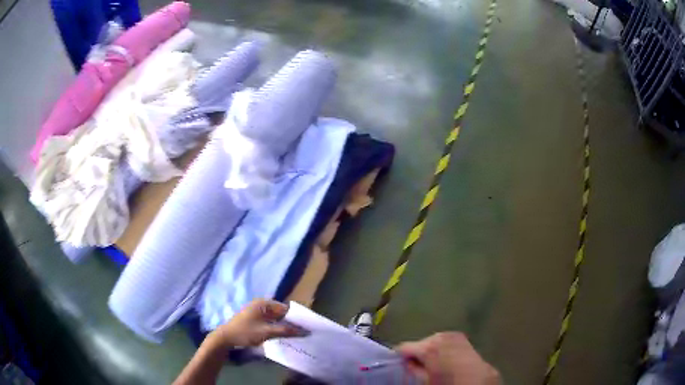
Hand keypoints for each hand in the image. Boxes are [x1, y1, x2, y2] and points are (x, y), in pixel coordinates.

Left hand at [209, 299, 306, 348]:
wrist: (225, 338)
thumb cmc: (245, 332)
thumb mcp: (267, 332)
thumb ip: (286, 331)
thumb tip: (305, 332)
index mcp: (264, 304)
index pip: (286, 309)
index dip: (297, 318)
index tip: (308, 327)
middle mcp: (262, 305)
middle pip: (282, 313)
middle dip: (292, 322)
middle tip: (304, 333)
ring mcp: (258, 312)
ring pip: (277, 319)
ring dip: (285, 326)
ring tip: (297, 336)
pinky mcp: (255, 320)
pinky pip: (271, 322)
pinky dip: (278, 328)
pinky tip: (284, 336)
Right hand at [396, 332, 499, 384]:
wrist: (477, 379)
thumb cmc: (449, 381)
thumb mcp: (426, 380)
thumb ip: (413, 370)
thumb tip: (407, 363)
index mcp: (428, 347)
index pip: (403, 347)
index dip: (400, 357)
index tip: (400, 365)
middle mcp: (439, 336)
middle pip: (419, 343)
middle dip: (417, 354)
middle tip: (419, 367)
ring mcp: (451, 334)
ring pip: (431, 341)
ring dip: (429, 350)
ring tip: (433, 364)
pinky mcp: (460, 336)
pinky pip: (444, 340)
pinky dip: (441, 348)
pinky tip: (445, 358)